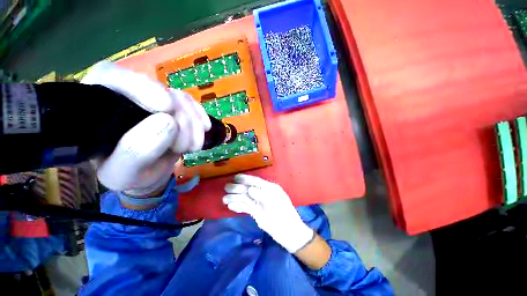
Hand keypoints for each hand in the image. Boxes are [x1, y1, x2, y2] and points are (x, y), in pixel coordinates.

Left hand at [82, 62, 210, 196]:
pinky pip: (192, 103)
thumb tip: (168, 122)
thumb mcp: (125, 174)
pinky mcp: (174, 106)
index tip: (167, 108)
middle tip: (185, 147)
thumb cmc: (131, 175)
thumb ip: (136, 152)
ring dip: (193, 122)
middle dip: (179, 118)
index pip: (110, 78)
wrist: (150, 172)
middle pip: (156, 88)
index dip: (140, 87)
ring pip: (179, 97)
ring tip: (193, 147)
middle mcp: (125, 97)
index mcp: (98, 110)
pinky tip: (204, 130)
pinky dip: (200, 117)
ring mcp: (154, 100)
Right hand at [223, 174, 314, 252]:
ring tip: (225, 199)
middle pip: (249, 189)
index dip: (246, 178)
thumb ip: (262, 195)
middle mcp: (264, 194)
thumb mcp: (274, 203)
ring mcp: (260, 203)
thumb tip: (249, 189)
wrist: (290, 234)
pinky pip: (246, 207)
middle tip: (226, 188)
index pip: (256, 181)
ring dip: (236, 198)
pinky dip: (239, 207)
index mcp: (270, 189)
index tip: (236, 177)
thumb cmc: (284, 217)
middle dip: (238, 188)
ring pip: (246, 198)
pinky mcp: (257, 212)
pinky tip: (231, 206)